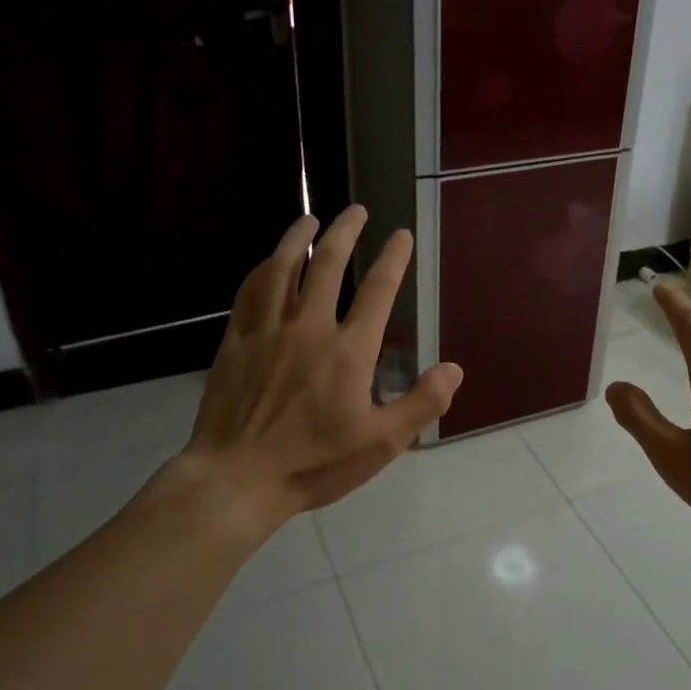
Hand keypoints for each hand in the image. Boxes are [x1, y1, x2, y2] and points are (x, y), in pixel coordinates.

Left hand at [172, 207, 462, 525]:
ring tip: (311, 218)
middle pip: (329, 264)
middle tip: (356, 211)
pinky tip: (268, 261)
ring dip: (299, 238)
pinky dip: (263, 269)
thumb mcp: (381, 443)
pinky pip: (250, 292)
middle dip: (346, 232)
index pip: (378, 291)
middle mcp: (310, 327)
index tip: (401, 235)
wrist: (237, 478)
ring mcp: (268, 330)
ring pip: (284, 268)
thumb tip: (454, 368)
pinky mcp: (236, 341)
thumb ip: (422, 403)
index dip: (393, 259)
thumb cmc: (314, 464)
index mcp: (350, 351)